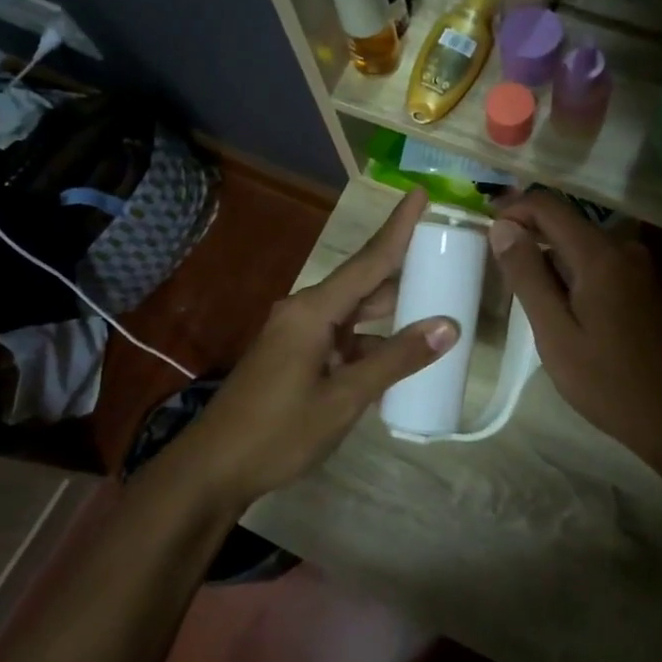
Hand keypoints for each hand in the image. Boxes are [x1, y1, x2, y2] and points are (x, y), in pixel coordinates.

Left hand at [173, 190, 457, 507]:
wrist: (214, 468)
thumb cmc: (278, 431)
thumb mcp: (344, 398)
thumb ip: (396, 360)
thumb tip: (448, 326)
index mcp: (314, 311)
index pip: (368, 260)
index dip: (398, 227)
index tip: (420, 192)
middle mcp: (305, 312)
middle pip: (363, 283)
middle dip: (403, 270)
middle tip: (446, 255)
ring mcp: (297, 335)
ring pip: (353, 313)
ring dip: (390, 311)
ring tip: (435, 302)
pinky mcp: (294, 357)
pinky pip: (342, 337)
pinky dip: (371, 341)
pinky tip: (399, 354)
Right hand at [489, 193, 661, 469]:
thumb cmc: (610, 381)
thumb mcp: (555, 333)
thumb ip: (527, 276)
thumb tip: (502, 226)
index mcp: (599, 255)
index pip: (547, 205)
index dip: (512, 208)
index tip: (484, 228)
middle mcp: (624, 249)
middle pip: (565, 222)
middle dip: (528, 234)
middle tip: (497, 268)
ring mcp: (640, 268)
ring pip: (582, 245)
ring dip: (549, 258)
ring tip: (525, 296)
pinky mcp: (647, 288)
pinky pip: (600, 264)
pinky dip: (572, 273)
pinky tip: (561, 308)